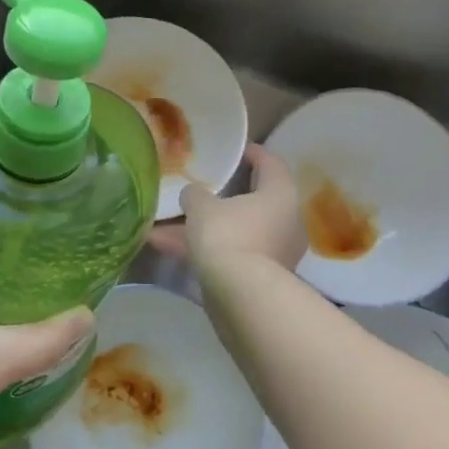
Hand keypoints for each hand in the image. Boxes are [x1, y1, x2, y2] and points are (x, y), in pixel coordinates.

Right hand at [146, 143, 306, 278]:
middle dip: (220, 197)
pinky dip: (202, 251)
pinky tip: (165, 250)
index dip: (252, 152)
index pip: (270, 162)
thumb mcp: (201, 206)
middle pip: (252, 200)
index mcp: (280, 193)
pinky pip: (229, 254)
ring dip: (202, 228)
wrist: (242, 297)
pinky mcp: (260, 278)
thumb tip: (193, 194)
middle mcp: (285, 221)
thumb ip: (195, 194)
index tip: (235, 150)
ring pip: (234, 230)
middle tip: (198, 189)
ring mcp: (275, 252)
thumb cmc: (228, 236)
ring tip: (163, 226)